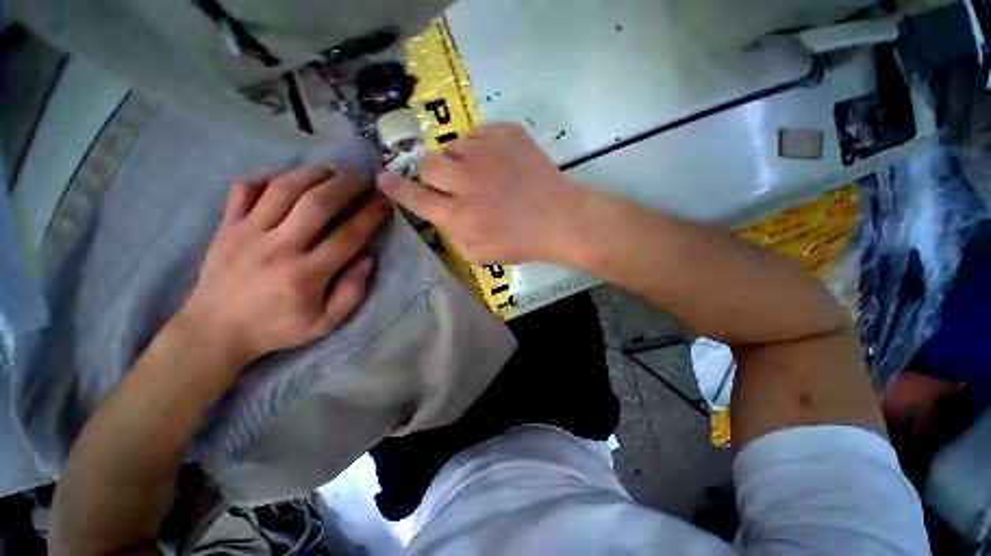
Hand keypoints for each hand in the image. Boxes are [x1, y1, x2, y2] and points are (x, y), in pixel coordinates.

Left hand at [180, 166, 390, 366]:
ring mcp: (248, 232)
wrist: (215, 329)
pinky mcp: (227, 226)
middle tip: (361, 178)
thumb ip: (351, 293)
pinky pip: (245, 188)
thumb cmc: (276, 327)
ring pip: (283, 188)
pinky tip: (286, 179)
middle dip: (345, 185)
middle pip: (316, 203)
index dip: (370, 216)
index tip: (383, 204)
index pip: (347, 236)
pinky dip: (267, 177)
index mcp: (306, 274)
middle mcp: (278, 247)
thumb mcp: (324, 323)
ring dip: (312, 174)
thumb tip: (367, 258)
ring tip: (331, 171)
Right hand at [377, 122, 583, 262]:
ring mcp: (487, 152)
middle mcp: (467, 180)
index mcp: (460, 215)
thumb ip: (452, 234)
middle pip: (428, 163)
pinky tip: (498, 164)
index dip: (396, 188)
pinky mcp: (506, 133)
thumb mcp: (479, 254)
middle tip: (450, 181)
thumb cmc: (521, 242)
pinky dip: (481, 148)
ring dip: (460, 161)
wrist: (559, 219)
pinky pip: (477, 134)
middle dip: (432, 173)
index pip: (416, 198)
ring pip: (453, 146)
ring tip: (483, 175)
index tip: (382, 178)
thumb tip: (440, 213)